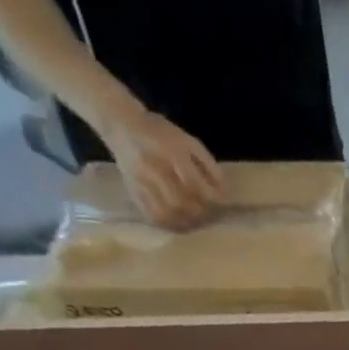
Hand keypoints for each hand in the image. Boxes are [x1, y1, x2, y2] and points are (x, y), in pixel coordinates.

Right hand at [97, 104, 224, 229]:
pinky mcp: (134, 191)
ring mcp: (142, 182)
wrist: (122, 125)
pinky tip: (178, 223)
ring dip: (186, 222)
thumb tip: (225, 192)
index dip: (211, 200)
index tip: (221, 206)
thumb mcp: (188, 141)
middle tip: (209, 216)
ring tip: (196, 222)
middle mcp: (156, 168)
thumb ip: (208, 165)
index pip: (196, 185)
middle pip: (182, 203)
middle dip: (200, 213)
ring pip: (168, 213)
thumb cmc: (161, 133)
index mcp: (171, 153)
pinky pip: (153, 217)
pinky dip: (169, 225)